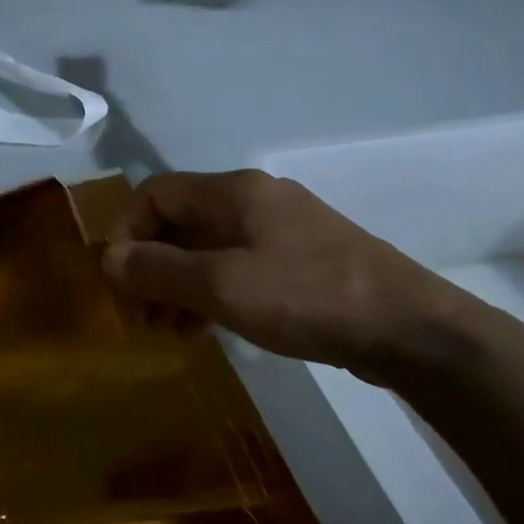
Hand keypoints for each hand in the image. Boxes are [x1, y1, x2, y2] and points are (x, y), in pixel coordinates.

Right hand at [101, 170, 473, 388]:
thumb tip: (107, 257)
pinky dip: (212, 292)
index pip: (156, 193)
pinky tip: (208, 328)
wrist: (416, 331)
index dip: (126, 229)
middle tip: (138, 311)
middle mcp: (255, 200)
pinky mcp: (303, 261)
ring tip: (168, 330)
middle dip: (151, 265)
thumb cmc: (308, 297)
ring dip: (179, 284)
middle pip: (181, 221)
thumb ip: (158, 270)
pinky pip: (238, 267)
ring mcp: (283, 230)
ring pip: (209, 248)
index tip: (117, 276)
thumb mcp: (221, 286)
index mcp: (234, 192)